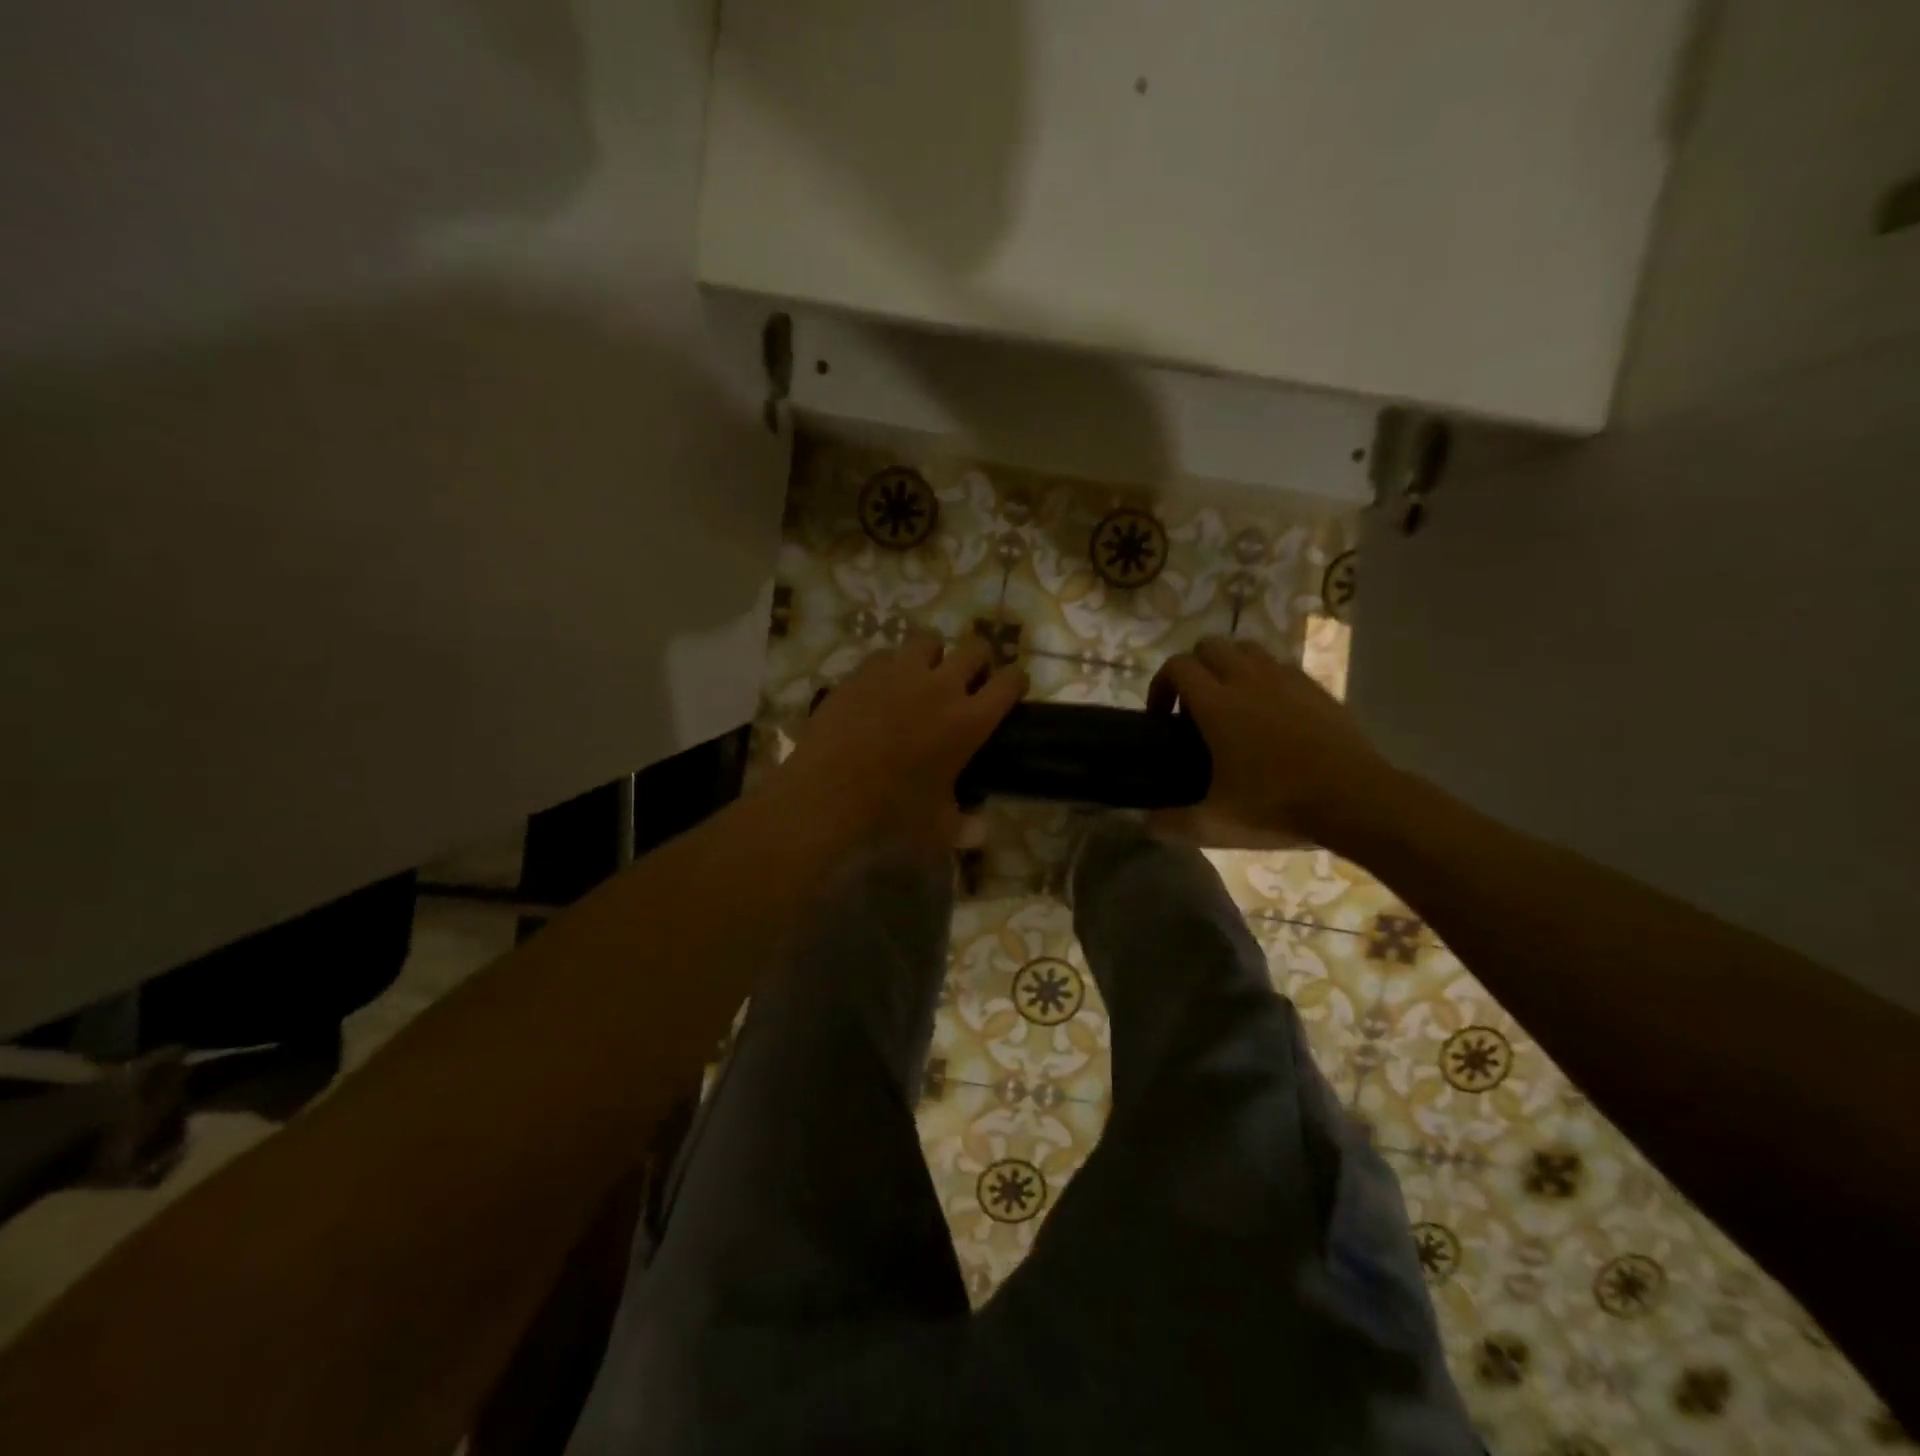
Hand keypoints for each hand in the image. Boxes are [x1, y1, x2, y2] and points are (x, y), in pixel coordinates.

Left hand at [773, 632, 1026, 853]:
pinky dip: (891, 666)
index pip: (1009, 682)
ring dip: (934, 656)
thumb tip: (980, 828)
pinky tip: (882, 687)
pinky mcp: (863, 672)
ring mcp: (899, 673)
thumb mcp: (938, 829)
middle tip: (969, 681)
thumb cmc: (890, 813)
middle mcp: (940, 686)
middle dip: (979, 661)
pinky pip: (886, 655)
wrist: (827, 793)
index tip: (1011, 689)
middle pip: (975, 649)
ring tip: (924, 676)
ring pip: (929, 641)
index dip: (1016, 682)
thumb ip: (965, 825)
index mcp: (968, 721)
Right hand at [1146, 637, 1393, 847]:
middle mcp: (1248, 680)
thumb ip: (1173, 824)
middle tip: (1193, 707)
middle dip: (1194, 668)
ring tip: (1231, 703)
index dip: (1161, 684)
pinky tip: (1270, 713)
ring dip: (1229, 666)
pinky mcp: (1316, 687)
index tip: (1161, 716)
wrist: (1356, 799)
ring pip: (1246, 649)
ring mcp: (1286, 679)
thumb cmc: (1278, 805)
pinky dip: (1264, 678)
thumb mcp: (1217, 824)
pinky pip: (1280, 666)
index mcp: (1217, 704)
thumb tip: (1145, 825)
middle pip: (1210, 646)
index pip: (1178, 666)